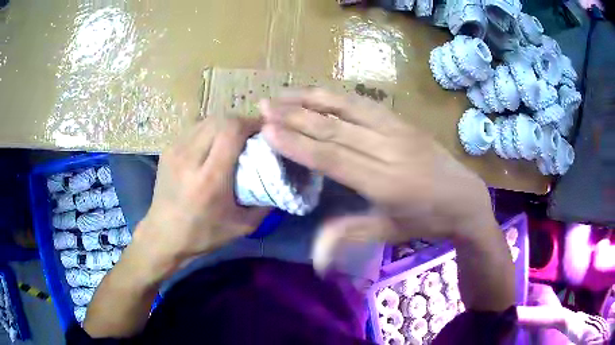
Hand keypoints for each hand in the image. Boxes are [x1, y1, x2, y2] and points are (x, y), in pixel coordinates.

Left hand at [132, 116, 269, 279]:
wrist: (163, 235)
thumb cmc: (203, 234)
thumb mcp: (242, 226)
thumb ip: (265, 202)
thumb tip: (281, 179)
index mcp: (210, 178)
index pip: (231, 131)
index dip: (251, 124)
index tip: (264, 132)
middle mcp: (190, 158)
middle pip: (220, 120)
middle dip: (240, 122)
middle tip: (252, 135)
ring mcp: (175, 150)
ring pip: (207, 120)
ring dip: (225, 124)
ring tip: (234, 138)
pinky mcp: (168, 149)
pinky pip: (195, 128)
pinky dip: (210, 130)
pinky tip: (214, 144)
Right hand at [260, 88, 495, 244]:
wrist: (465, 198)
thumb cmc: (426, 220)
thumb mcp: (389, 232)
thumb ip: (348, 236)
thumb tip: (314, 258)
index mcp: (384, 183)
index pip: (332, 158)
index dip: (297, 143)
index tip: (268, 130)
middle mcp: (388, 150)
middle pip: (334, 128)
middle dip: (295, 115)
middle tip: (264, 106)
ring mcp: (398, 130)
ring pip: (349, 108)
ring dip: (313, 98)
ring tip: (284, 93)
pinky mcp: (404, 121)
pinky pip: (366, 103)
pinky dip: (338, 96)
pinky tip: (319, 92)